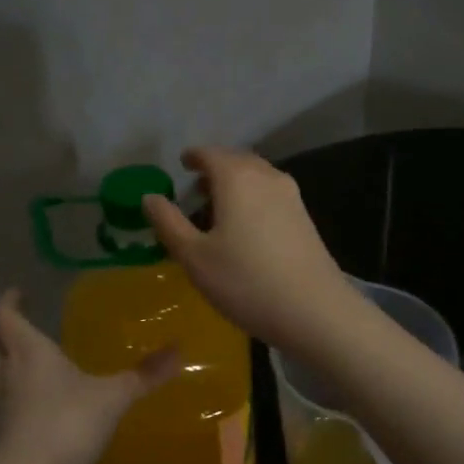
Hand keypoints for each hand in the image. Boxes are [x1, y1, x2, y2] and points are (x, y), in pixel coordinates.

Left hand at [0, 290, 179, 463]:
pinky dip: (17, 396)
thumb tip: (179, 349)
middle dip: (1, 331)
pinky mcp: (5, 438)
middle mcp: (9, 375)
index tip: (17, 291)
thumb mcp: (113, 396)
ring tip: (30, 361)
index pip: (6, 317)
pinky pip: (6, 405)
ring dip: (6, 364)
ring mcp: (2, 408)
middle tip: (18, 323)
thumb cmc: (66, 424)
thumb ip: (144, 374)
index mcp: (30, 353)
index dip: (8, 301)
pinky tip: (41, 404)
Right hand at [142, 147, 353, 350]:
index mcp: (237, 178)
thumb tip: (149, 197)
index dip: (193, 157)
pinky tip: (246, 227)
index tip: (182, 164)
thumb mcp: (195, 257)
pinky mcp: (305, 217)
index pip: (210, 153)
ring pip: (257, 177)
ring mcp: (291, 196)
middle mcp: (267, 176)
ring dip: (236, 184)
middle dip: (215, 169)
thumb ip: (168, 223)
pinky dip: (253, 198)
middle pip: (237, 161)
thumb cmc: (246, 282)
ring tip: (218, 209)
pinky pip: (271, 194)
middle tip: (195, 190)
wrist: (314, 310)